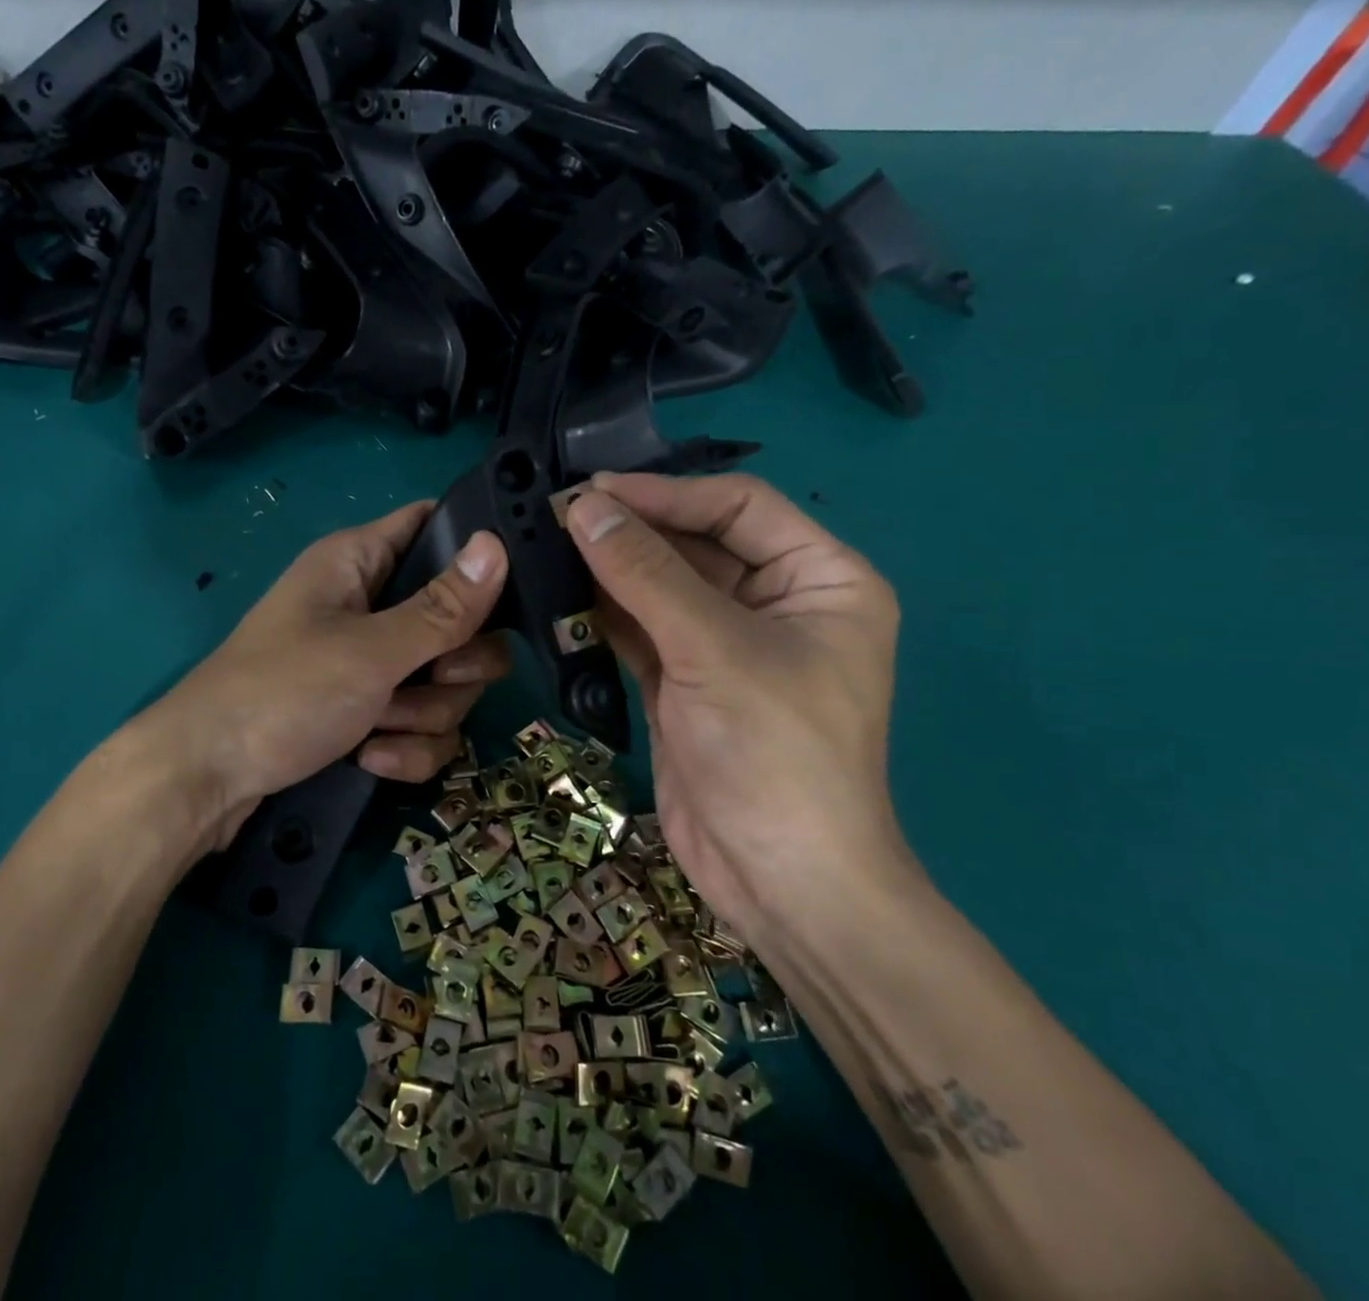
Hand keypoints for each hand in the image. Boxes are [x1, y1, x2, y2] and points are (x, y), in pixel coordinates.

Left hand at [133, 502, 509, 854]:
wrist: (206, 781)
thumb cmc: (282, 693)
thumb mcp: (371, 651)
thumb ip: (442, 609)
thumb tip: (496, 546)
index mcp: (360, 563)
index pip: (433, 525)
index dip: (474, 550)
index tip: (511, 588)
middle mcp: (369, 604)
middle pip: (457, 618)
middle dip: (454, 663)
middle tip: (433, 676)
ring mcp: (369, 662)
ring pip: (445, 680)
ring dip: (422, 714)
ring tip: (379, 728)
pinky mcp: (367, 711)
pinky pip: (420, 722)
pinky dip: (403, 745)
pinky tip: (371, 758)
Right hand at [563, 472, 909, 932]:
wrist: (778, 880)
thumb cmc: (774, 752)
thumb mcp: (712, 649)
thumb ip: (645, 573)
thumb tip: (584, 507)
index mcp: (821, 578)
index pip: (738, 507)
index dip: (667, 493)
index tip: (595, 489)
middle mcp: (777, 602)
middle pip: (695, 544)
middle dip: (631, 531)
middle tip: (558, 514)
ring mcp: (727, 644)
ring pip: (661, 586)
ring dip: (610, 569)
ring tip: (548, 545)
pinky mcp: (687, 680)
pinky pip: (642, 628)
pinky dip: (604, 613)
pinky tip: (559, 594)